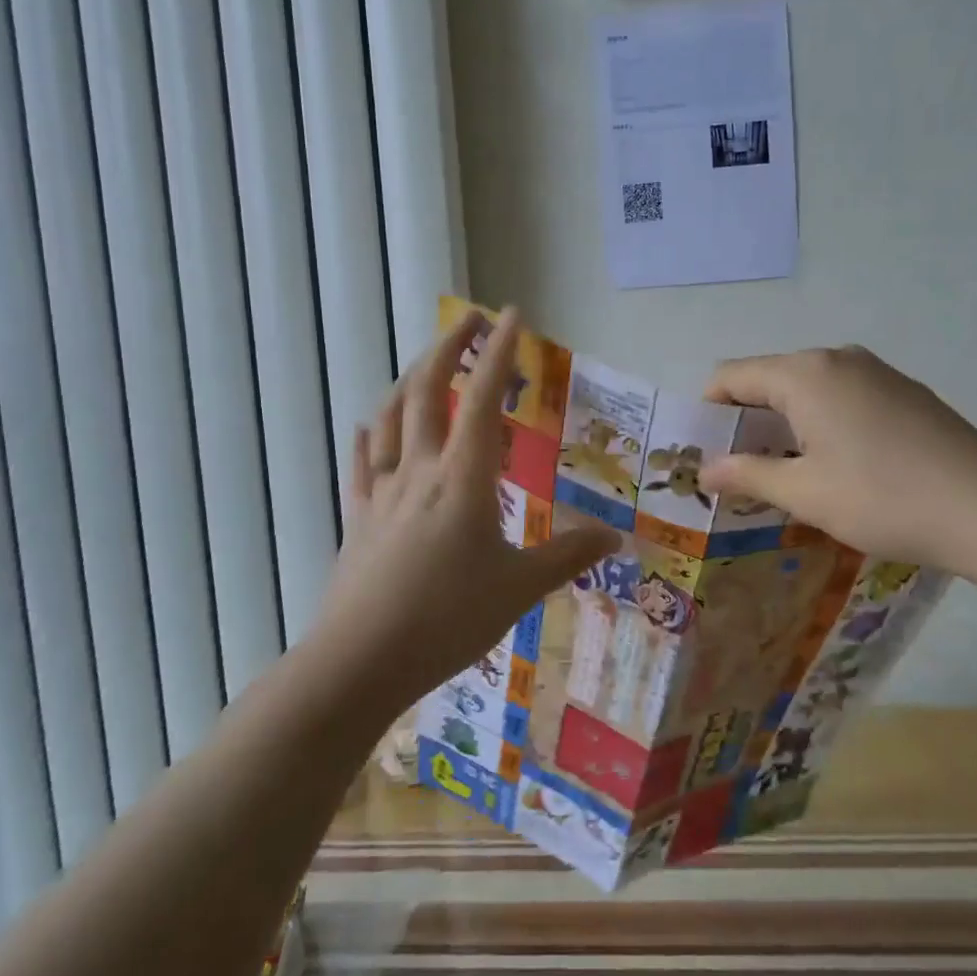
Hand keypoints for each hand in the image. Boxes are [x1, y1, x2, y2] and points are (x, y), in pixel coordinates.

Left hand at [314, 307, 615, 707]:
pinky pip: (363, 463)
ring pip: (392, 418)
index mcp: (463, 478)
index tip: (511, 315)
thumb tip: (616, 538)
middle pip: (429, 391)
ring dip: (411, 380)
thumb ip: (568, 557)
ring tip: (428, 364)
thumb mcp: (520, 589)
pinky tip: (368, 426)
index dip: (499, 352)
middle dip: (449, 347)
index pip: (484, 399)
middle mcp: (420, 470)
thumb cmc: (447, 619)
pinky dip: (369, 436)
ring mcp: (384, 491)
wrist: (360, 661)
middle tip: (469, 319)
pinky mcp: (359, 518)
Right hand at [698, 346, 976, 586]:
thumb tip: (705, 469)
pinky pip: (844, 398)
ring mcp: (878, 372)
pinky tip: (838, 467)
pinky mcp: (906, 393)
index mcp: (805, 373)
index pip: (731, 375)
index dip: (708, 412)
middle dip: (747, 421)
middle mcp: (838, 358)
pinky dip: (822, 424)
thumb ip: (747, 474)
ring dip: (785, 425)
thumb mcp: (805, 493)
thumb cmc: (883, 498)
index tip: (704, 454)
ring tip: (786, 475)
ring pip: (809, 390)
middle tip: (738, 471)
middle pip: (770, 379)